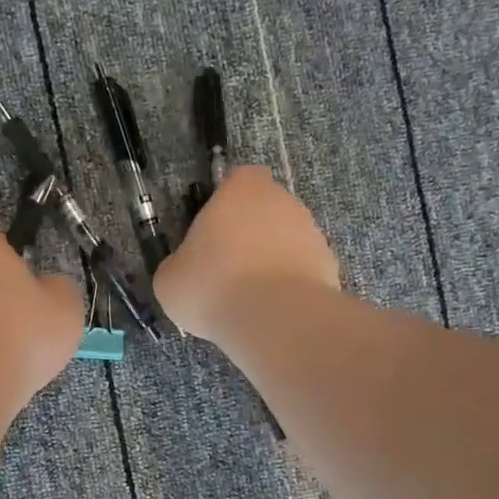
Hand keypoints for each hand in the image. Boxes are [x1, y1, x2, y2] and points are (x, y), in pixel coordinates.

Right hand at [153, 167, 339, 341]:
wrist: (274, 318)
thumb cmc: (213, 286)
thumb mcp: (169, 280)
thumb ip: (178, 264)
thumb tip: (184, 270)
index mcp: (241, 189)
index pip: (238, 180)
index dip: (225, 204)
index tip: (213, 233)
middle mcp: (282, 200)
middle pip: (265, 209)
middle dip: (250, 234)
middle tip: (227, 270)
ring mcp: (311, 232)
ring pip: (286, 240)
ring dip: (271, 260)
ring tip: (250, 298)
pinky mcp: (329, 265)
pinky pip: (302, 269)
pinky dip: (290, 285)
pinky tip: (273, 310)